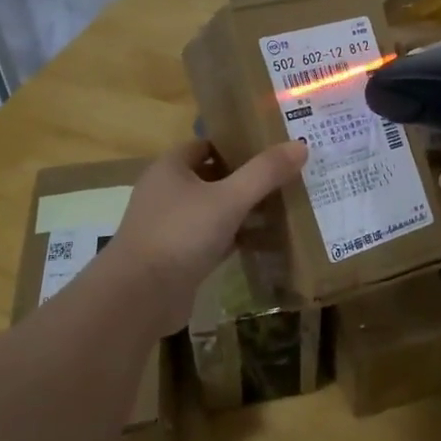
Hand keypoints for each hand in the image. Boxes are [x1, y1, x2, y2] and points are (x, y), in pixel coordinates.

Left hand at [108, 138, 307, 332]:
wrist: (139, 296)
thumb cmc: (180, 234)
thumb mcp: (228, 199)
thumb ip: (264, 173)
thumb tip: (300, 145)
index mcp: (171, 168)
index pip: (208, 145)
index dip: (239, 144)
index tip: (273, 148)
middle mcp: (167, 192)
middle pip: (213, 177)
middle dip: (246, 178)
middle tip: (287, 177)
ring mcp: (171, 226)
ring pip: (214, 210)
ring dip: (242, 210)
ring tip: (283, 206)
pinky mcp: (179, 256)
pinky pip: (213, 238)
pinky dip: (235, 238)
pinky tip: (265, 241)